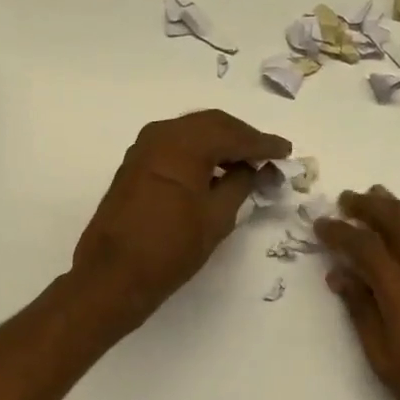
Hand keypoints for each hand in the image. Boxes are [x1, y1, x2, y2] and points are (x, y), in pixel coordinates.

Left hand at [72, 110, 290, 328]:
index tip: (286, 151)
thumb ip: (241, 185)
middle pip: (212, 124)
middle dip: (242, 138)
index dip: (263, 143)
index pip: (234, 135)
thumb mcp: (217, 217)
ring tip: (246, 164)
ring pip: (192, 132)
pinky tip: (215, 171)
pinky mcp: (135, 164)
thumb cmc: (171, 248)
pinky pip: (175, 145)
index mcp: (185, 144)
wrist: (114, 274)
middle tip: (267, 155)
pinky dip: (199, 152)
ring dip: (220, 143)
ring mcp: (144, 147)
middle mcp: (162, 134)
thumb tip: (254, 169)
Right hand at [315, 187, 399, 399]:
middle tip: (347, 198)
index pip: (365, 247)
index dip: (340, 232)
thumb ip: (360, 309)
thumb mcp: (380, 354)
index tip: (320, 225)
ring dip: (396, 210)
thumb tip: (339, 275)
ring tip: (376, 197)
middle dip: (371, 207)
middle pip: (398, 224)